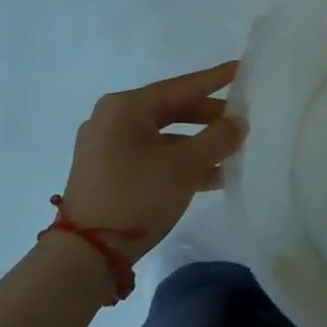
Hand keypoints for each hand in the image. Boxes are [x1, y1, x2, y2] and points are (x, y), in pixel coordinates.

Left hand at [59, 61, 244, 263]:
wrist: (85, 258)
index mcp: (125, 108)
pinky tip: (210, 177)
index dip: (215, 79)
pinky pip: (153, 156)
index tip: (241, 69)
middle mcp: (112, 120)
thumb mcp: (185, 166)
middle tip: (241, 121)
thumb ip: (218, 138)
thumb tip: (239, 122)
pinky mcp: (107, 173)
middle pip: (172, 110)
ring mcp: (107, 148)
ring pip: (164, 136)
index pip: (181, 86)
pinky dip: (179, 162)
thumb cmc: (136, 197)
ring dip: (198, 145)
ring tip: (231, 154)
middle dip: (209, 118)